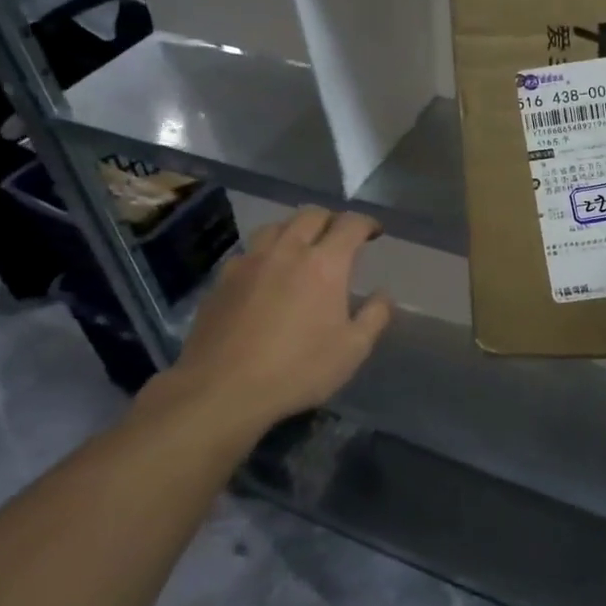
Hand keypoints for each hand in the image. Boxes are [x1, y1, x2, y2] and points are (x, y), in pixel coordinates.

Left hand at [137, 207, 393, 438]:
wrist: (221, 390)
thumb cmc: (297, 370)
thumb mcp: (352, 350)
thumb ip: (374, 316)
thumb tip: (383, 294)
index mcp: (325, 263)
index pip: (350, 224)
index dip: (366, 223)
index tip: (374, 233)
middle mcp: (287, 250)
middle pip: (311, 215)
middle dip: (331, 220)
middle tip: (340, 238)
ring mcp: (250, 261)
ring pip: (276, 227)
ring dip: (295, 230)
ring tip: (301, 248)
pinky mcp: (222, 279)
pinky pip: (249, 251)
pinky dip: (265, 253)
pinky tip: (265, 274)